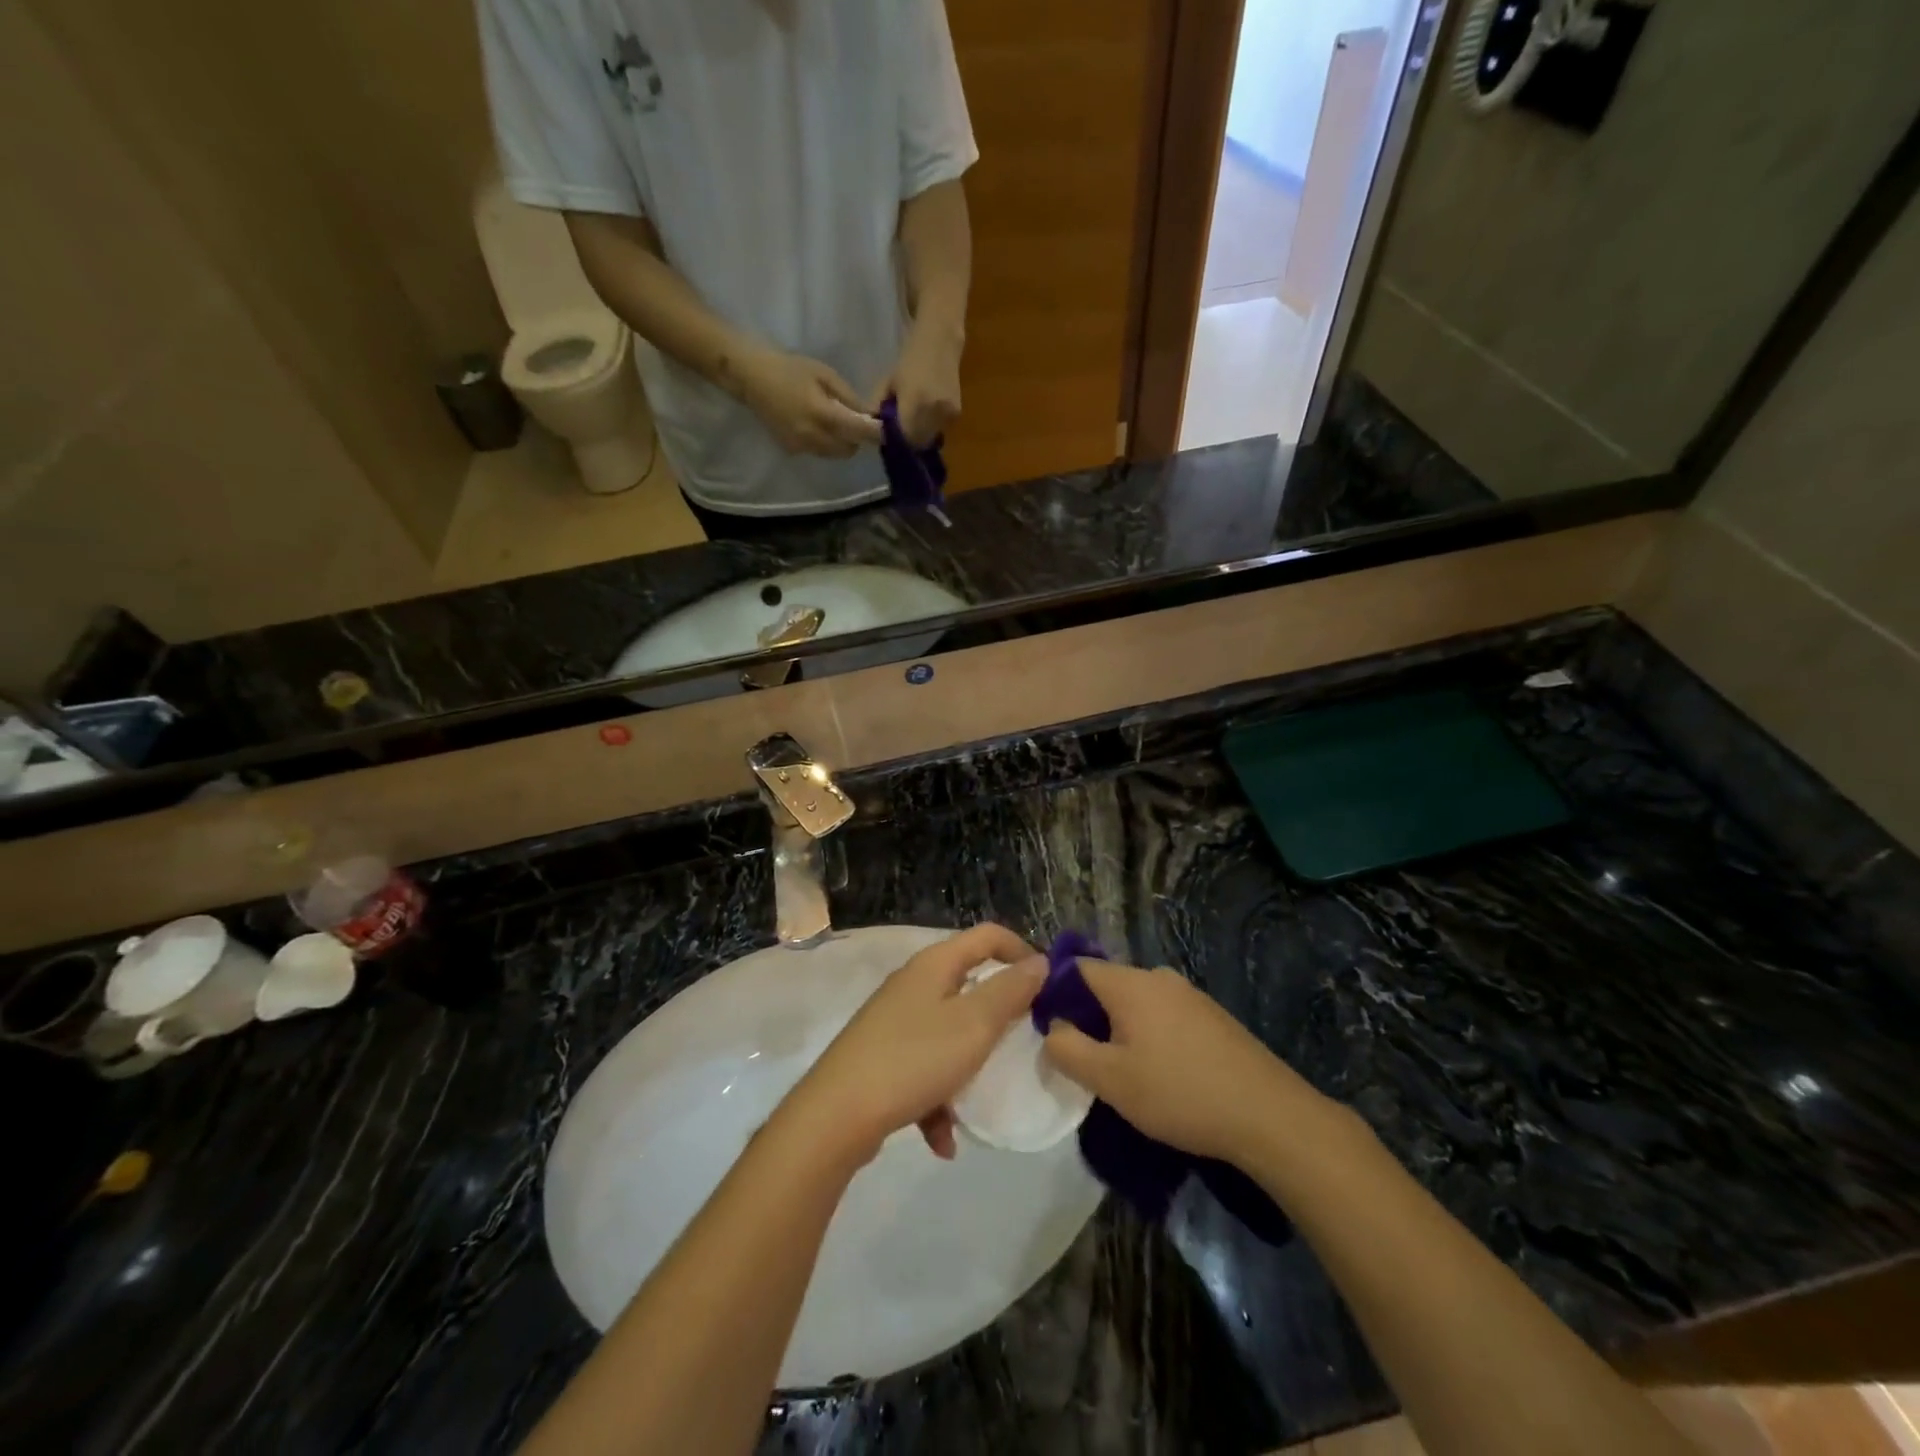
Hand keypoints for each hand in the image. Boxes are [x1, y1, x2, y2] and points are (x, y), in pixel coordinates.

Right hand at [735, 348, 884, 458]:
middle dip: (856, 438)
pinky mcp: (792, 451)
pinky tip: (813, 424)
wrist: (751, 378)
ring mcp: (801, 447)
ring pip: (834, 454)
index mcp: (823, 415)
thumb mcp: (824, 374)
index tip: (885, 429)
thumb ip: (848, 397)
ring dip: (840, 442)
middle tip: (853, 421)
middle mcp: (813, 437)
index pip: (859, 433)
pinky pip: (818, 452)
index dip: (875, 433)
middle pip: (849, 450)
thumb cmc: (790, 369)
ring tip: (832, 421)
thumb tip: (869, 414)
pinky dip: (823, 443)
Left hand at [786, 925, 1044, 1162]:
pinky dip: (938, 1099)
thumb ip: (1010, 991)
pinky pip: (923, 1070)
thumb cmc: (914, 1058)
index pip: (988, 936)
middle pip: (967, 984)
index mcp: (934, 965)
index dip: (1022, 951)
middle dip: (998, 1013)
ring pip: (947, 1032)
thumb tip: (1040, 962)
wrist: (836, 1115)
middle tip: (1024, 1040)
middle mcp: (913, 984)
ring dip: (968, 1064)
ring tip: (981, 1097)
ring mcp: (893, 1021)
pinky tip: (942, 1140)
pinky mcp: (881, 1057)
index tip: (1048, 986)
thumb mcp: (974, 1024)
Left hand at [872, 321, 963, 446]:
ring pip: (929, 438)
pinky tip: (924, 413)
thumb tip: (873, 428)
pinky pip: (939, 429)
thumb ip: (879, 407)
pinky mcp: (956, 414)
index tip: (888, 437)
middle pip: (918, 442)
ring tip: (911, 420)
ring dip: (919, 435)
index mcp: (915, 403)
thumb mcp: (888, 381)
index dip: (896, 441)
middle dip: (907, 441)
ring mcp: (948, 414)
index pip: (904, 438)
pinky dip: (930, 427)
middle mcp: (934, 412)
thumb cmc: (910, 358)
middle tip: (898, 432)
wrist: (941, 341)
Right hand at [1043, 960, 1327, 1165]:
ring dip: (1122, 1030)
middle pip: (1108, 985)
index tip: (1050, 1029)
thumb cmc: (1179, 1093)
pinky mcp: (1212, 1017)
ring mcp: (1190, 995)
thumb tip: (1053, 1028)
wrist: (1269, 1115)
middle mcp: (1159, 977)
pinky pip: (1165, 1016)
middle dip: (1089, 1017)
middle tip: (1084, 1059)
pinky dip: (1151, 1036)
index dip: (1055, 993)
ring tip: (1123, 1072)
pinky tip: (1162, 1074)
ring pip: (1138, 1003)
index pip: (1076, 968)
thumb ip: (1068, 1050)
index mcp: (1130, 983)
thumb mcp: (1110, 1080)